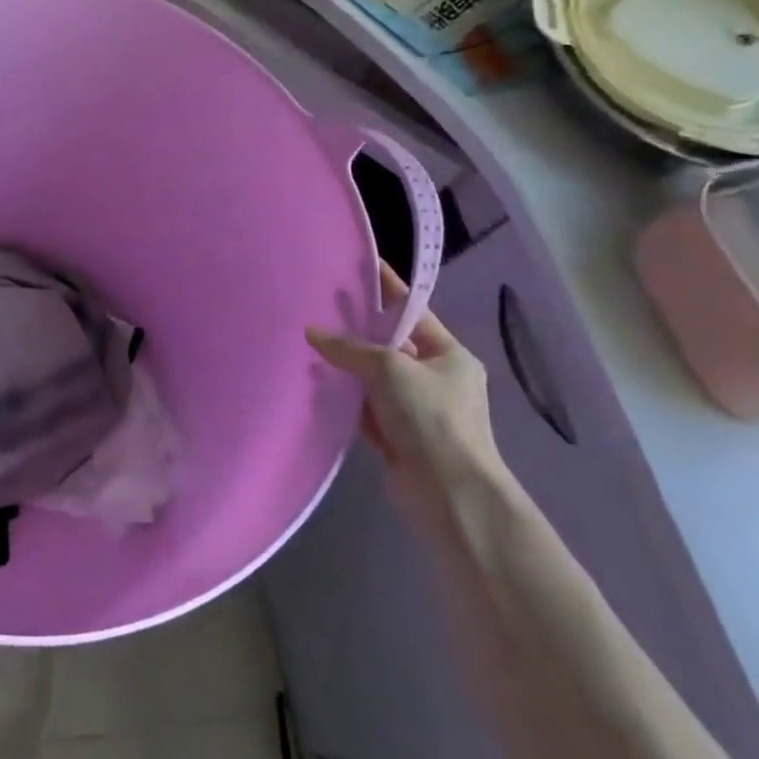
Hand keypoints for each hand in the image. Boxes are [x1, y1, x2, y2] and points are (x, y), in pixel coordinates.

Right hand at [306, 263, 500, 507]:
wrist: (448, 493)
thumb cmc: (430, 417)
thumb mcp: (390, 369)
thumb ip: (349, 348)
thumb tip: (312, 332)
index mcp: (448, 355)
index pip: (413, 311)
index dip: (388, 289)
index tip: (362, 266)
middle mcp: (436, 378)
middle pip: (390, 345)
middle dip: (357, 332)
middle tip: (319, 308)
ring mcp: (417, 410)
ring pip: (374, 378)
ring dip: (348, 368)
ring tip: (309, 344)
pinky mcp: (399, 436)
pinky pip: (367, 408)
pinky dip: (348, 400)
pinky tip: (319, 387)